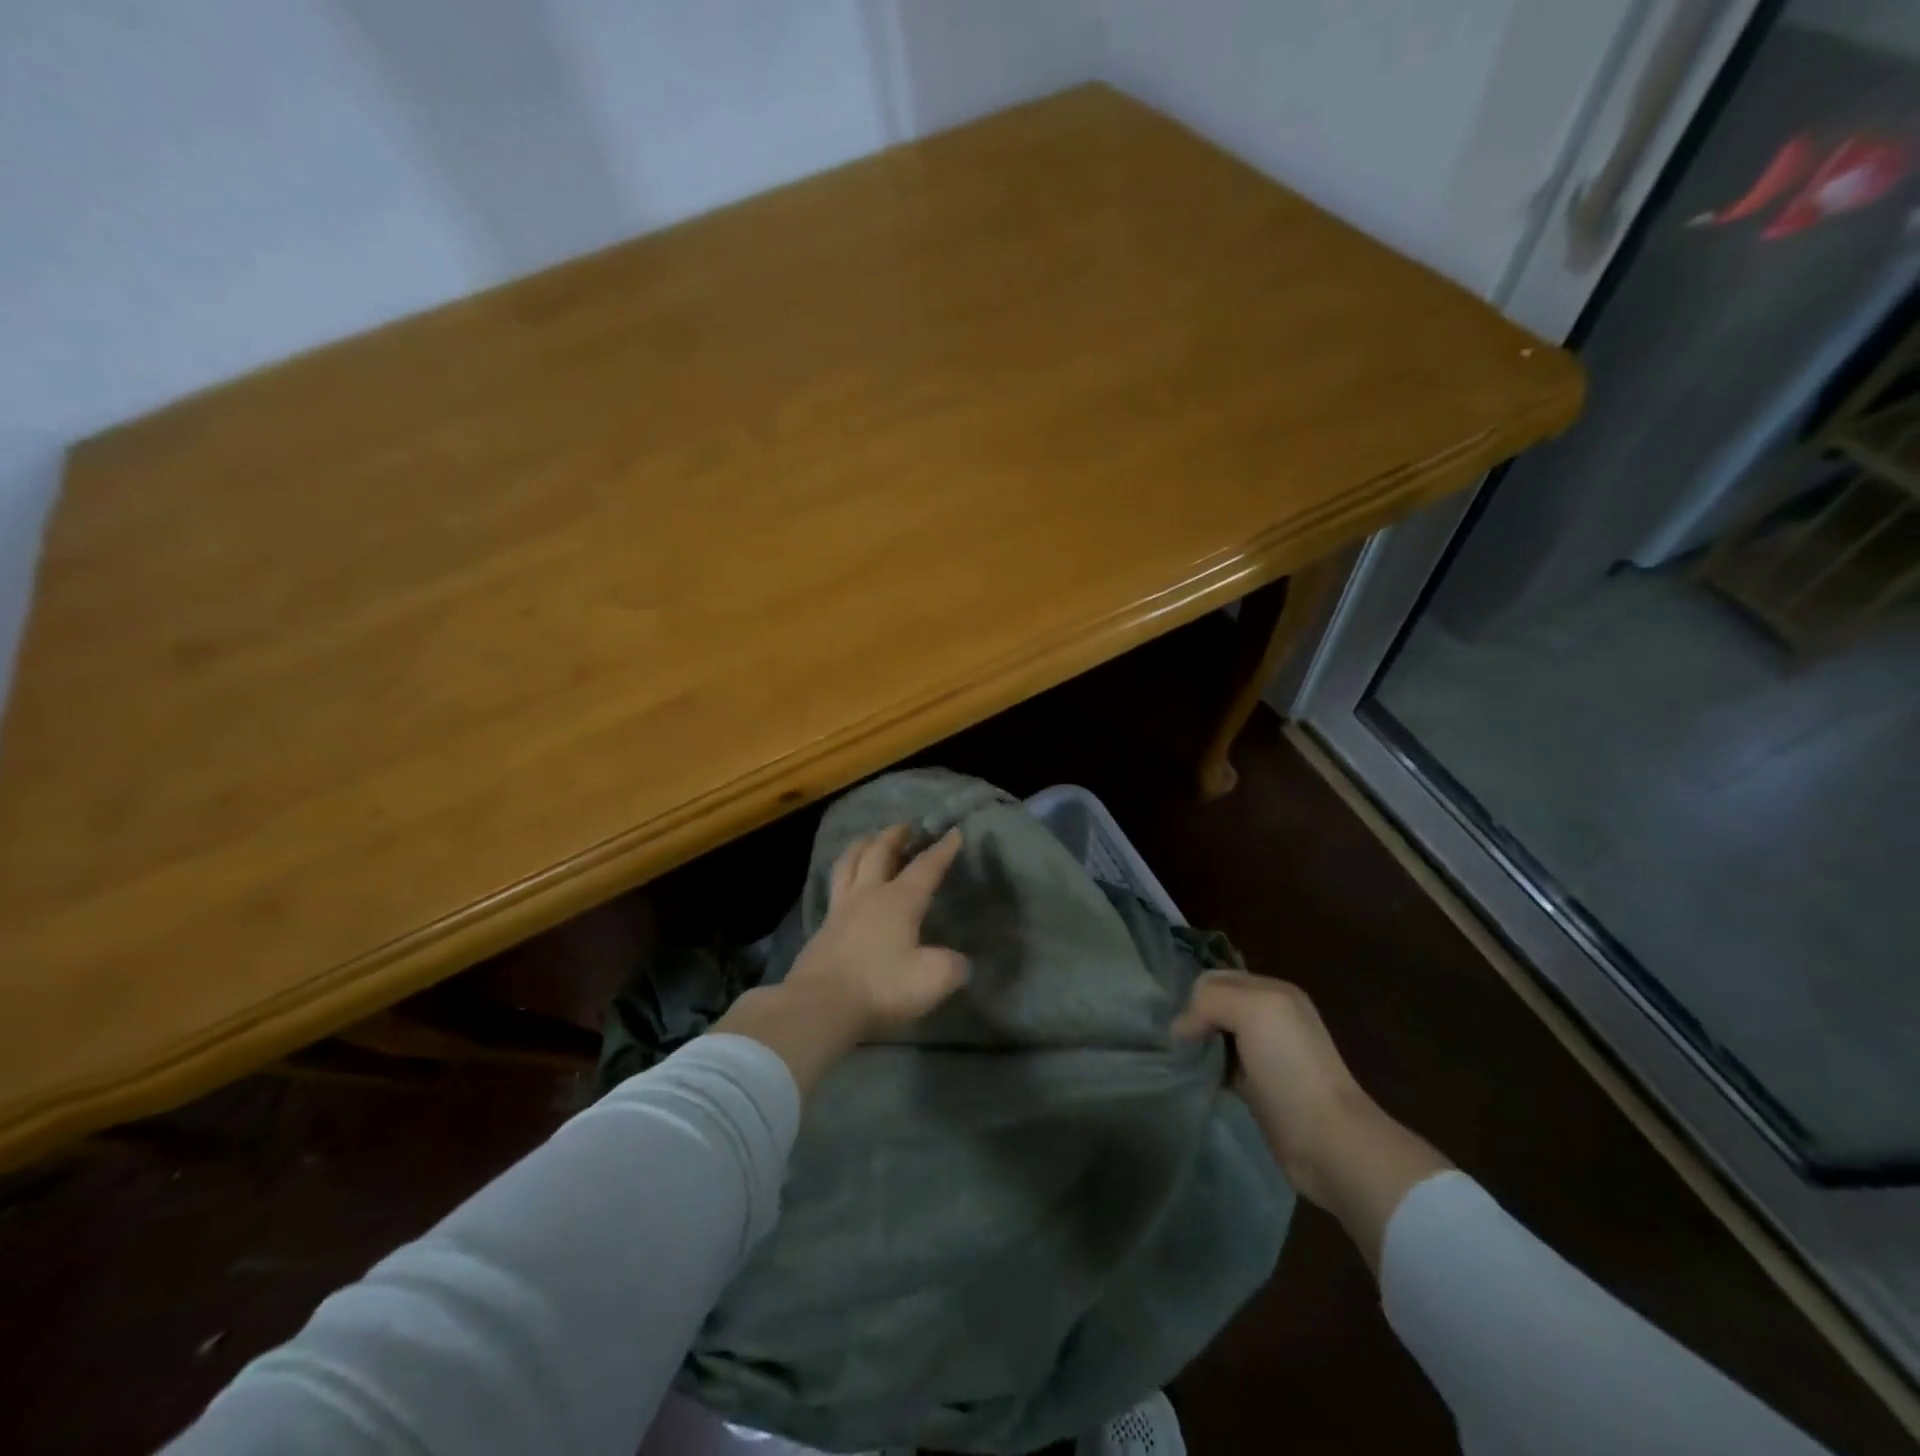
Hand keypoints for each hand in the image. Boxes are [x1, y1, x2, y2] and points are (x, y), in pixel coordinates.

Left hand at [713, 825, 967, 1095]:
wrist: (820, 1006)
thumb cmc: (881, 987)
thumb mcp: (932, 980)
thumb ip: (952, 966)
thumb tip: (960, 962)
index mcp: (900, 901)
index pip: (926, 867)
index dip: (942, 849)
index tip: (953, 832)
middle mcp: (869, 895)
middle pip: (879, 853)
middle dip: (894, 836)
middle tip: (905, 826)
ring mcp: (841, 910)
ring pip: (850, 863)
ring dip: (862, 846)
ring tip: (869, 839)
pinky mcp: (823, 928)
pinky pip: (835, 887)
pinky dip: (844, 874)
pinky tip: (846, 883)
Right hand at [1172, 971, 1372, 1204]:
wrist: (1328, 1139)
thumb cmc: (1290, 1066)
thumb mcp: (1253, 1010)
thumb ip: (1210, 1000)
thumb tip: (1180, 1029)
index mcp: (1272, 991)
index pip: (1215, 979)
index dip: (1195, 997)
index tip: (1186, 1028)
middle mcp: (1269, 1017)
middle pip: (1214, 1006)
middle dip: (1194, 1020)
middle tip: (1182, 1046)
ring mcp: (1263, 1053)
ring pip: (1214, 1035)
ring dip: (1198, 1046)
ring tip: (1184, 1063)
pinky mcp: (1256, 1087)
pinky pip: (1220, 1066)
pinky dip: (1206, 1069)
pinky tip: (1198, 1079)